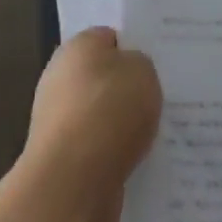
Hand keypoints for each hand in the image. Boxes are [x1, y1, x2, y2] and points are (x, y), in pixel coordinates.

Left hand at [22, 27, 161, 221]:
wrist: (72, 182)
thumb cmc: (109, 111)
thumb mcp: (143, 71)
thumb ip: (140, 65)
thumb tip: (130, 74)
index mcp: (77, 47)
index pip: (110, 38)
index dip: (135, 48)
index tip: (159, 64)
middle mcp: (60, 79)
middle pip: (104, 78)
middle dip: (130, 89)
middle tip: (163, 97)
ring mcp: (57, 121)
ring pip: (102, 116)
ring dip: (123, 126)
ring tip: (158, 134)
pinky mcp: (62, 159)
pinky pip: (98, 148)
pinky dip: (116, 155)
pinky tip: (140, 161)